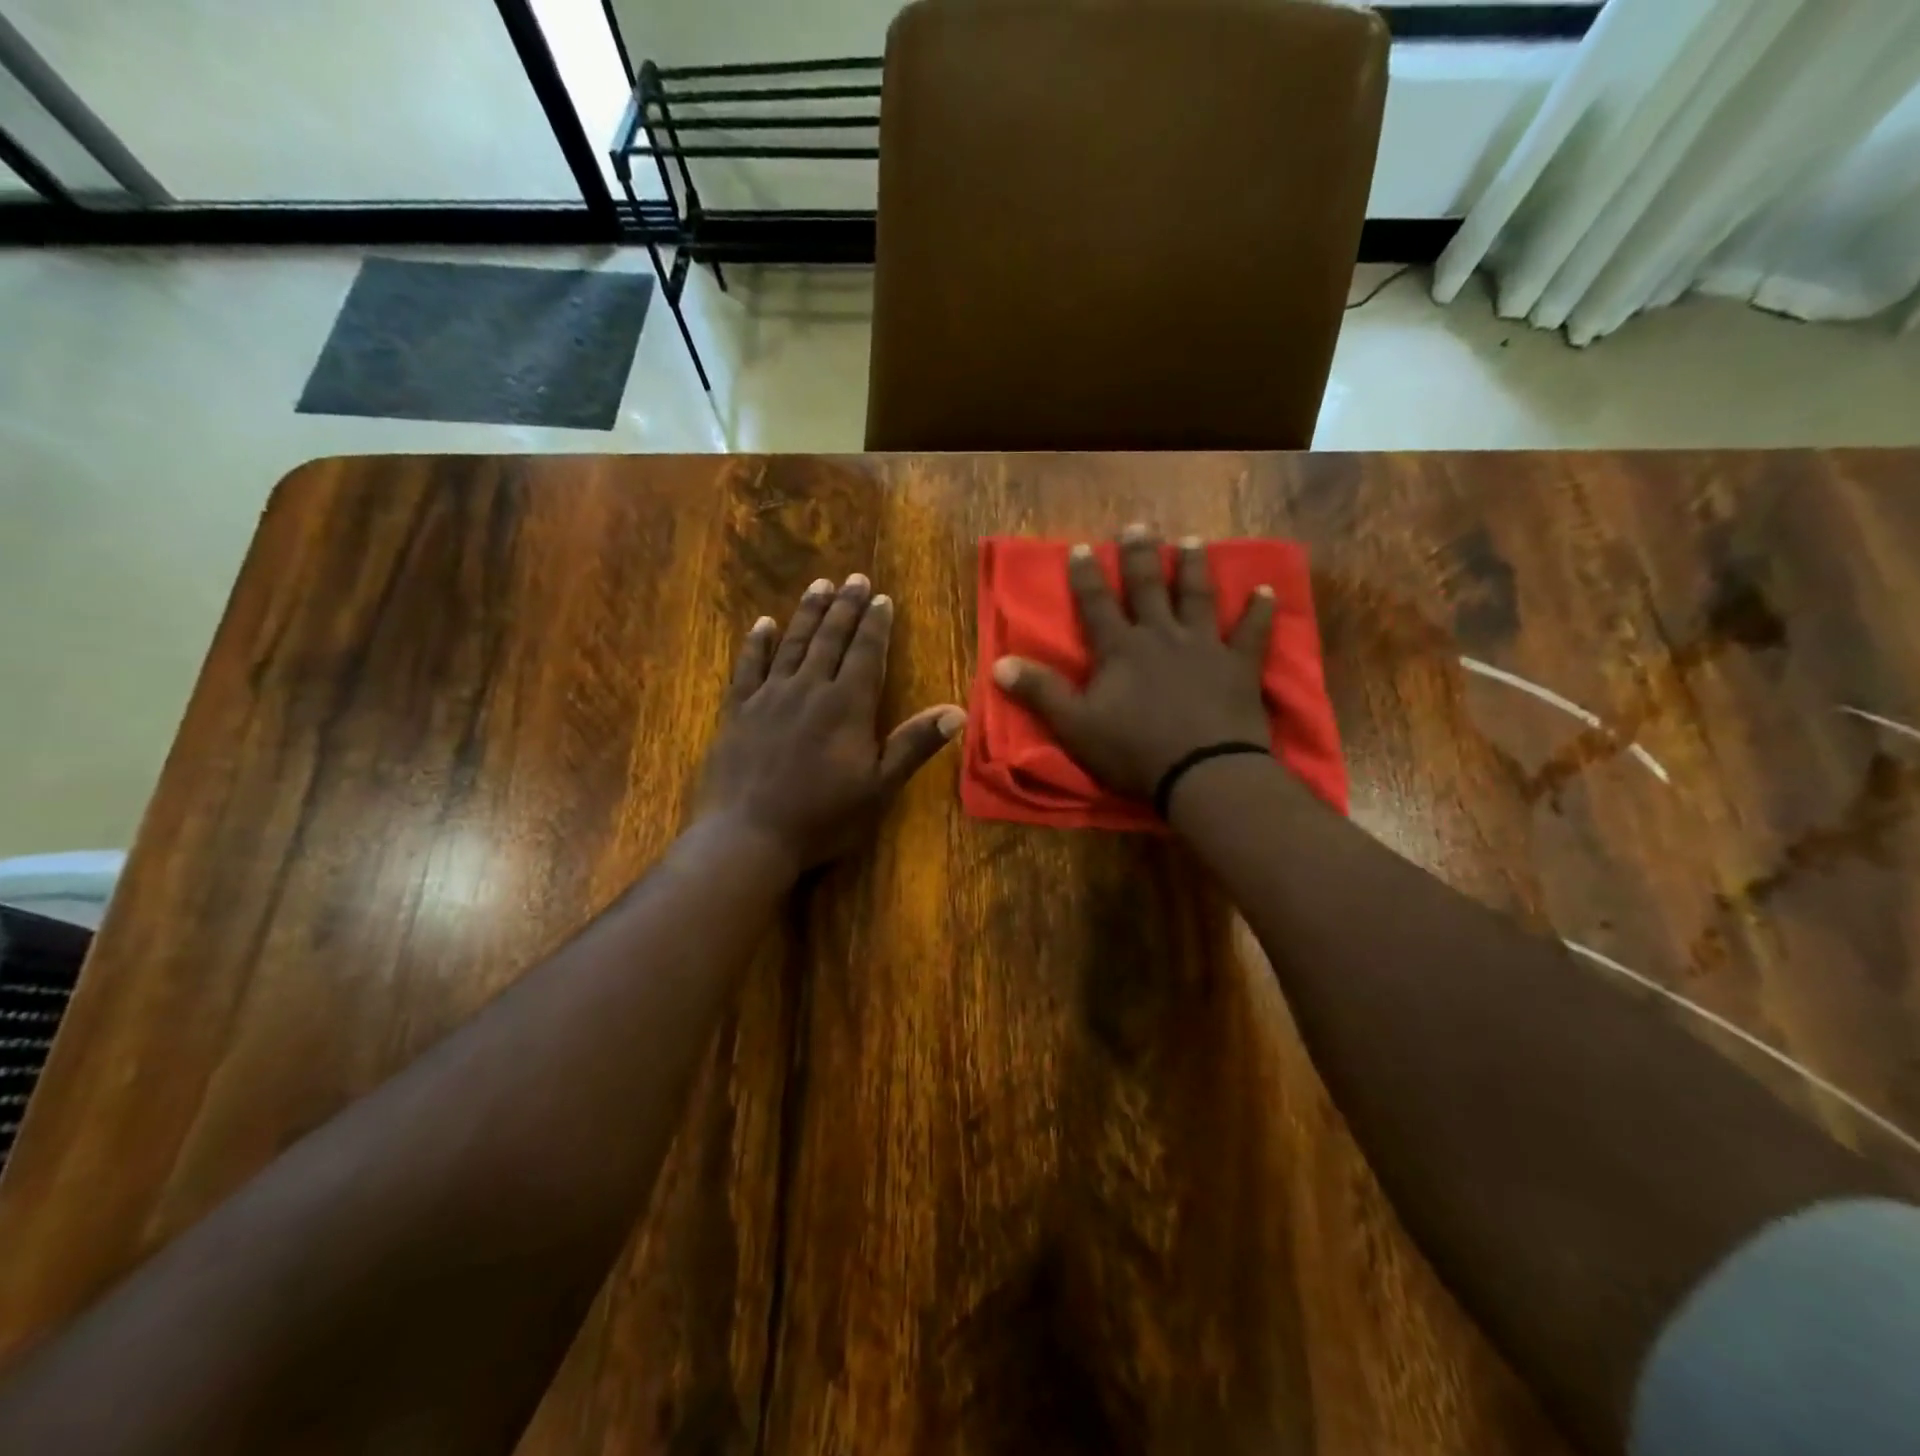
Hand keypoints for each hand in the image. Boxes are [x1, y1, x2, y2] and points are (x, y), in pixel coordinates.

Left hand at [696, 574, 966, 870]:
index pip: (866, 653)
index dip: (875, 624)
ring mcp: (769, 696)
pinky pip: (748, 666)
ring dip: (808, 613)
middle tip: (853, 578)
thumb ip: (914, 744)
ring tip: (819, 586)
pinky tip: (763, 624)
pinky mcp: (738, 710)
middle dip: (845, 607)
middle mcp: (809, 689)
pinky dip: (757, 642)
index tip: (881, 597)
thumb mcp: (879, 787)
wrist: (748, 835)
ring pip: (792, 643)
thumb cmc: (822, 816)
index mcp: (847, 705)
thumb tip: (957, 711)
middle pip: (830, 639)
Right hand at [991, 525, 1275, 799]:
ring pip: (1197, 597)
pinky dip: (1260, 611)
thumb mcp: (1075, 726)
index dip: (1086, 576)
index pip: (1097, 604)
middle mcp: (1161, 636)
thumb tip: (999, 664)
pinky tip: (1266, 591)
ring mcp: (1204, 647)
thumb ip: (1040, 692)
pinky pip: (1252, 632)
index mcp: (1121, 649)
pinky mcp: (1239, 666)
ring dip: (1193, 568)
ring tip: (1191, 542)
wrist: (1203, 772)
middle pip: (1148, 588)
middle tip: (1138, 526)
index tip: (1080, 547)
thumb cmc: (1134, 751)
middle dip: (1140, 556)